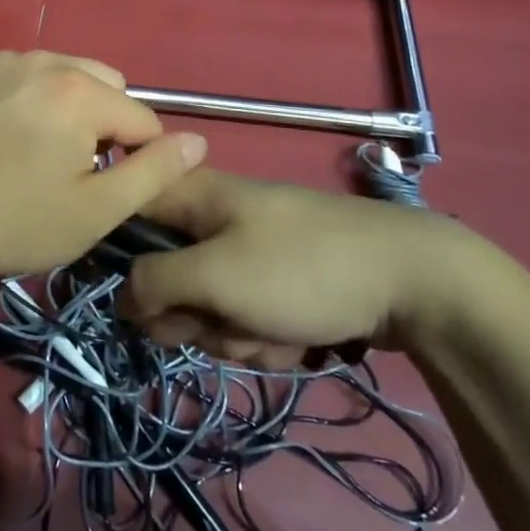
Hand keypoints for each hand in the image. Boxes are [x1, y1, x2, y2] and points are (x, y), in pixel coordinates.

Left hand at [0, 51, 206, 289]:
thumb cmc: (10, 220)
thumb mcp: (94, 212)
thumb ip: (154, 173)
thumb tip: (198, 142)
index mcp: (81, 92)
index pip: (142, 120)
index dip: (135, 160)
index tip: (102, 189)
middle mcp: (45, 59)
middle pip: (104, 87)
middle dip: (102, 125)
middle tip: (67, 172)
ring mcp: (1, 58)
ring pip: (62, 76)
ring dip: (65, 108)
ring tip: (32, 153)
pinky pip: (20, 74)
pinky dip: (25, 97)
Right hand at [119, 169, 491, 357]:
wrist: (412, 281)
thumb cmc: (301, 269)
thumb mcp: (215, 276)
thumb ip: (152, 283)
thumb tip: (120, 298)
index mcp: (189, 195)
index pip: (122, 216)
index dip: (117, 261)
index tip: (139, 298)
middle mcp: (209, 218)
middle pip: (162, 275)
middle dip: (192, 314)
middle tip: (222, 319)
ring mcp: (245, 249)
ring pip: (205, 305)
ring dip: (233, 332)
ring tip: (273, 329)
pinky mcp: (275, 279)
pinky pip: (243, 315)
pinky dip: (264, 334)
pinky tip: (297, 335)